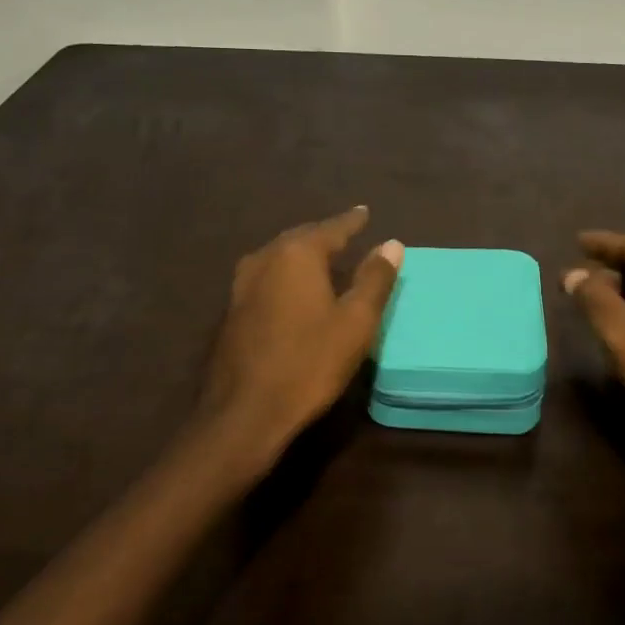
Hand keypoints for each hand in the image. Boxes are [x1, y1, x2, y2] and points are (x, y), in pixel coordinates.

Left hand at [193, 206, 402, 483]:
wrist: (245, 412)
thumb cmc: (309, 363)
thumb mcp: (355, 322)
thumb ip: (374, 279)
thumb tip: (391, 244)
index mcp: (297, 254)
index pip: (331, 228)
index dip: (352, 221)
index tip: (364, 212)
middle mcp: (265, 258)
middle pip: (301, 237)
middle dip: (325, 235)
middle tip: (346, 233)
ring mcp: (242, 284)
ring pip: (279, 256)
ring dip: (303, 253)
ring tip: (323, 256)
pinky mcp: (232, 310)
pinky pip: (267, 276)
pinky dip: (286, 273)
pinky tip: (294, 288)